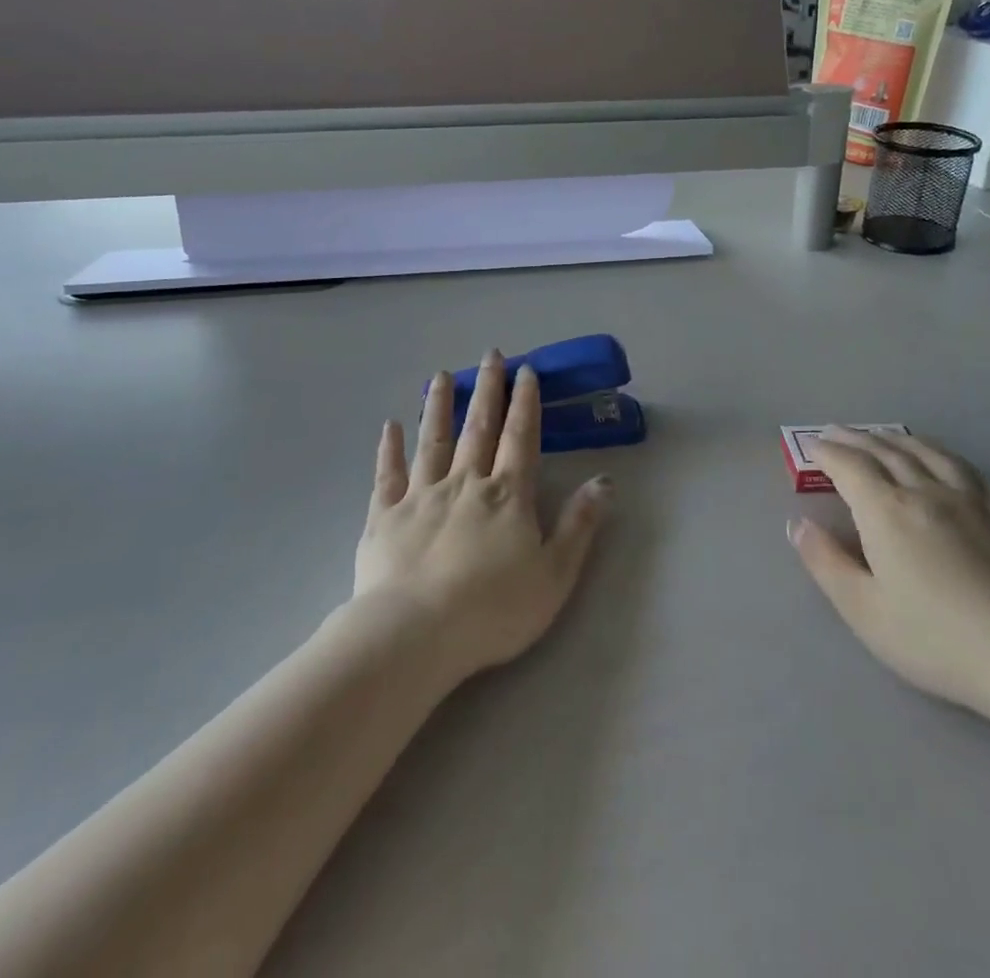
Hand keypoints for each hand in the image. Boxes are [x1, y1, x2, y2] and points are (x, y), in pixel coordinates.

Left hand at [354, 352, 609, 680]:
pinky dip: (389, 449)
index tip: (526, 371)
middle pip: (478, 427)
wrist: (414, 635)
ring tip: (441, 376)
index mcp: (507, 495)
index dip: (525, 403)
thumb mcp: (554, 574)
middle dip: (488, 389)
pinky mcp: (385, 517)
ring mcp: (422, 496)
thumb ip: (579, 525)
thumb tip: (604, 481)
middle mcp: (465, 483)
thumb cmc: (493, 610)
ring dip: (439, 406)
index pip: (520, 437)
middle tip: (491, 355)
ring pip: (433, 440)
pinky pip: (388, 475)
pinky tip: (390, 426)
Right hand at [788, 427, 989, 720]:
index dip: (828, 453)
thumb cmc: (937, 639)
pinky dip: (946, 457)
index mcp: (888, 511)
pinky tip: (947, 463)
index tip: (812, 447)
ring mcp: (973, 499)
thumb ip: (826, 563)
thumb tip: (798, 523)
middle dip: (856, 439)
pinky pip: (970, 470)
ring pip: (930, 453)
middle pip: (886, 452)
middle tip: (837, 432)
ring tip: (885, 435)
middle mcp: (928, 491)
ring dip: (899, 439)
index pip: (850, 467)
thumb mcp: (865, 611)